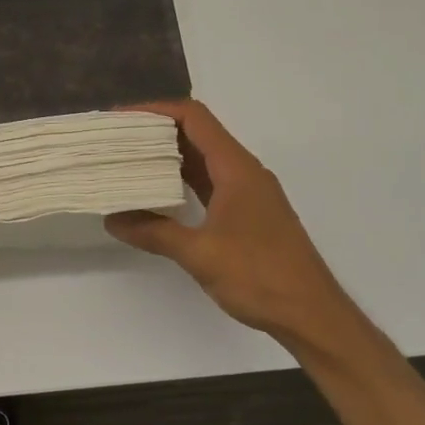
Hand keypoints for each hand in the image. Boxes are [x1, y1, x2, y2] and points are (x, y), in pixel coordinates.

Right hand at [105, 100, 354, 353]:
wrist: (312, 314)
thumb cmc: (259, 276)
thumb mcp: (199, 254)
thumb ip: (154, 232)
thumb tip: (112, 219)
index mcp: (236, 168)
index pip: (194, 118)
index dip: (156, 110)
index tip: (121, 119)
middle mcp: (244, 172)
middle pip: (197, 134)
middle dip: (156, 131)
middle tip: (117, 139)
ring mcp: (248, 193)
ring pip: (204, 160)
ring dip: (168, 157)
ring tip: (129, 160)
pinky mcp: (248, 214)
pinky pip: (210, 183)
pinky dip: (183, 181)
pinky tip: (158, 193)